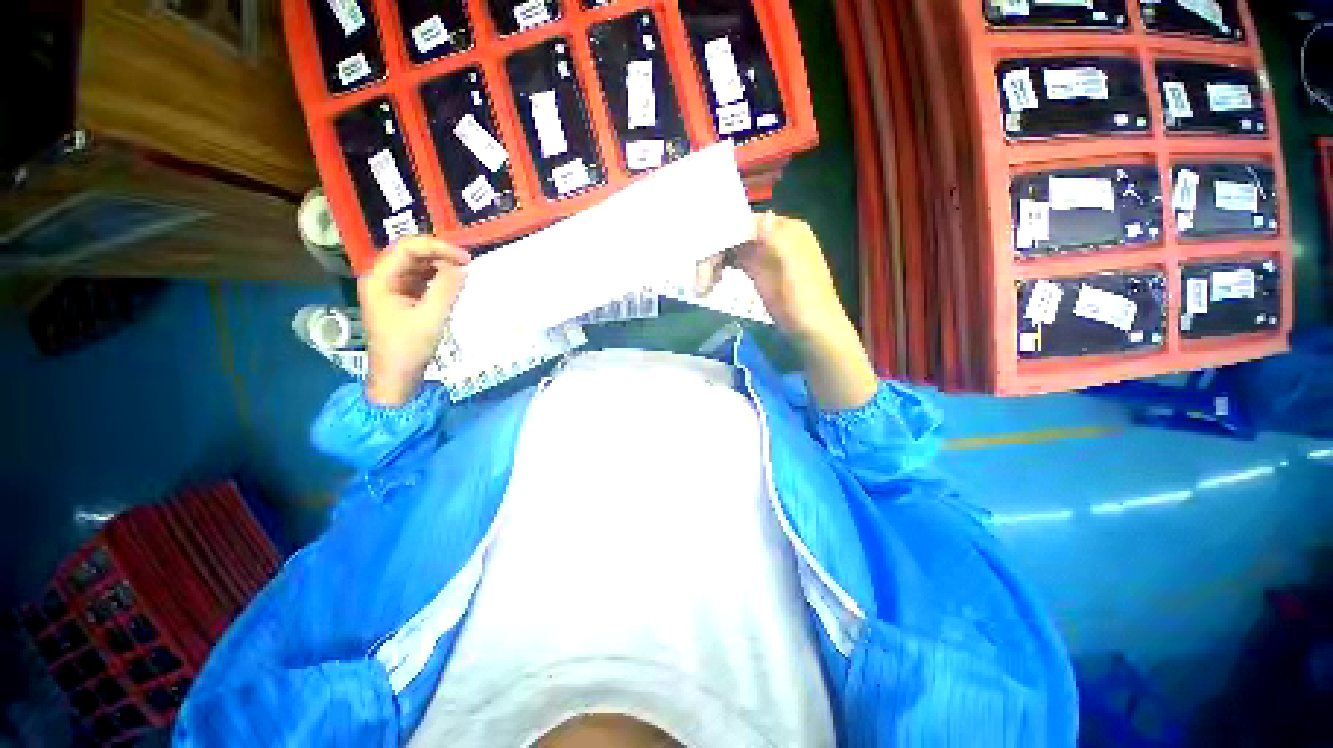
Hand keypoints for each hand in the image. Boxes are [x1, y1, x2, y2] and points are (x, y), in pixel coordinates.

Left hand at [359, 236, 469, 406]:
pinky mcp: (403, 298)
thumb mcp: (431, 317)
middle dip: (439, 253)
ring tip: (464, 271)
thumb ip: (447, 289)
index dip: (437, 247)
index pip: (407, 248)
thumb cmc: (409, 348)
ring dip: (441, 265)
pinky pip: (422, 279)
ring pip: (417, 265)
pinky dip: (439, 278)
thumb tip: (462, 267)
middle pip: (411, 253)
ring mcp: (392, 288)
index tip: (465, 258)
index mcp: (380, 279)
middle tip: (467, 263)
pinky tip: (454, 282)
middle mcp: (383, 278)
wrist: (396, 377)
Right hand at [697, 212, 849, 342]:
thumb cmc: (805, 302)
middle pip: (734, 235)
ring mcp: (765, 255)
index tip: (702, 259)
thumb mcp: (794, 270)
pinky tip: (711, 284)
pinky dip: (720, 269)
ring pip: (731, 249)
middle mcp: (773, 237)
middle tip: (699, 282)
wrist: (813, 332)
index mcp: (785, 230)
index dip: (721, 237)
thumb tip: (762, 218)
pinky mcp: (759, 272)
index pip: (744, 223)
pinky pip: (734, 262)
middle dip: (713, 254)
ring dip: (713, 263)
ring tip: (702, 288)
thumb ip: (779, 242)